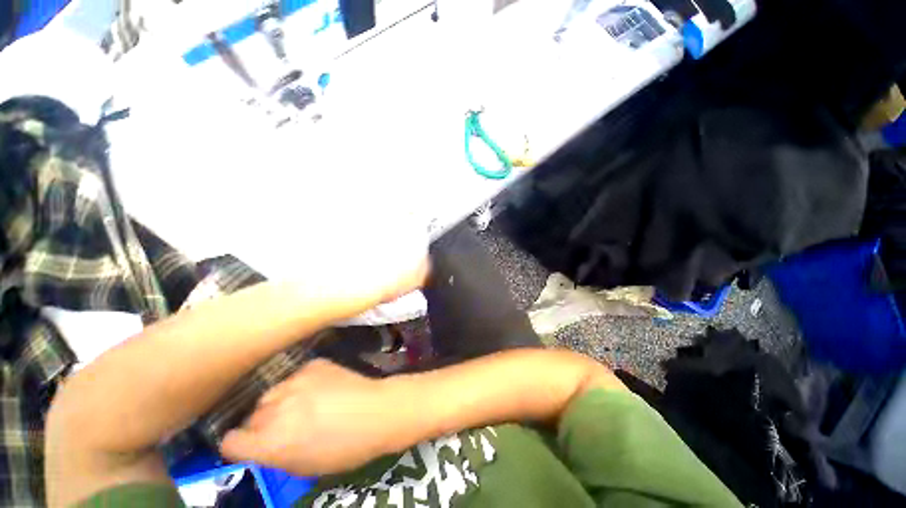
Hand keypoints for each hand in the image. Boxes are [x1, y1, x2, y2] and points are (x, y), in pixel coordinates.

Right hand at [220, 360, 402, 475]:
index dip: (240, 446)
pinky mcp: (314, 364)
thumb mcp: (304, 467)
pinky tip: (322, 388)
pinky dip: (302, 384)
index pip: (230, 441)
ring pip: (271, 393)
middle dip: (263, 424)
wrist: (378, 411)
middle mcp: (276, 407)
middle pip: (251, 416)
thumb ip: (274, 455)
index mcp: (271, 441)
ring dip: (280, 402)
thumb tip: (259, 445)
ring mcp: (295, 380)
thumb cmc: (345, 448)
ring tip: (305, 405)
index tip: (252, 445)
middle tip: (287, 426)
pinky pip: (295, 376)